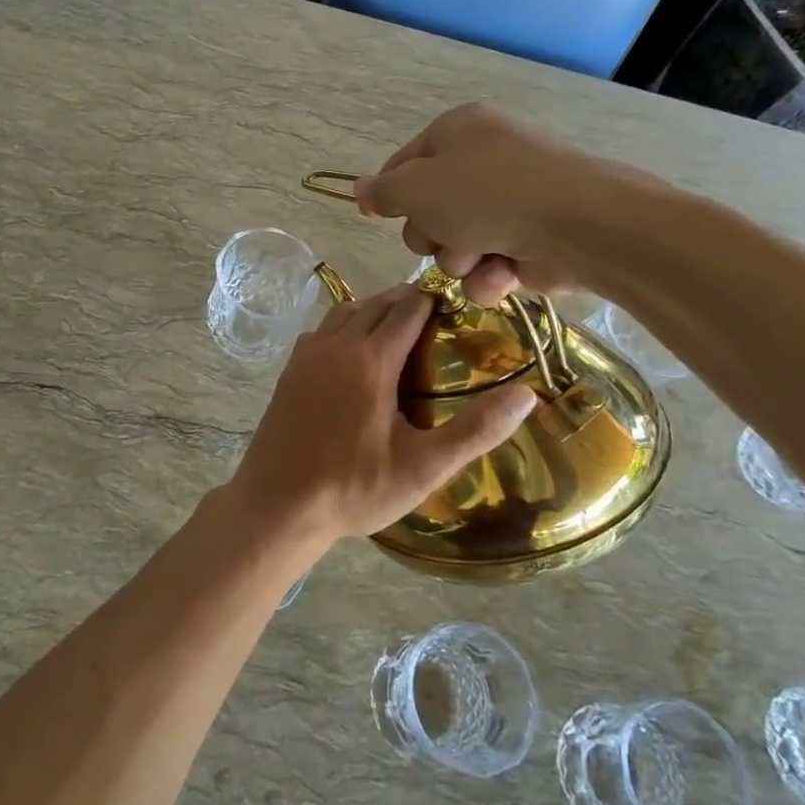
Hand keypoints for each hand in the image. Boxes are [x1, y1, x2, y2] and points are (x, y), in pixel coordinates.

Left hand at [227, 283, 534, 546]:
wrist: (277, 504)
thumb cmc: (354, 488)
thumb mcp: (423, 467)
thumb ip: (475, 430)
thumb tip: (527, 396)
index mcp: (371, 359)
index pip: (407, 310)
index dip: (433, 301)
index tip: (456, 305)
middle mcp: (336, 345)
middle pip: (376, 304)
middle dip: (405, 301)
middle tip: (433, 316)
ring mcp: (307, 355)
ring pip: (344, 312)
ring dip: (372, 310)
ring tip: (397, 327)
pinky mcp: (289, 371)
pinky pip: (322, 331)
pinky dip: (344, 326)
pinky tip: (352, 353)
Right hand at [354, 103, 663, 302]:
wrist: (576, 224)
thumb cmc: (485, 194)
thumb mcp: (416, 189)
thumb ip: (382, 192)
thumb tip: (360, 189)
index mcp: (457, 132)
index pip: (403, 163)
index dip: (388, 193)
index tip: (377, 217)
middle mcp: (483, 162)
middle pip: (427, 210)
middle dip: (430, 234)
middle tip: (443, 234)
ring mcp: (509, 203)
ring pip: (455, 244)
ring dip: (458, 259)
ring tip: (480, 256)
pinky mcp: (529, 241)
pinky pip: (487, 265)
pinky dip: (489, 276)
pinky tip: (502, 275)